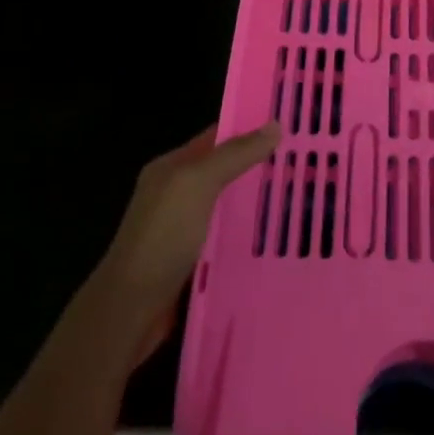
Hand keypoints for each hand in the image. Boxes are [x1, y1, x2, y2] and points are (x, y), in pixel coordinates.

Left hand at [87, 122, 279, 359]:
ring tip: (299, 198)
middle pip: (223, 172)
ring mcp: (181, 229)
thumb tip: (275, 124)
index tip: (289, 126)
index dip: (250, 128)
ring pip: (226, 206)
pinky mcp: (191, 262)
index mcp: (171, 168)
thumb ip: (236, 154)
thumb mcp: (199, 183)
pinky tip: (275, 238)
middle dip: (258, 167)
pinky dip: (246, 235)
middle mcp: (175, 194)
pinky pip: (225, 238)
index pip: (216, 137)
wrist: (130, 310)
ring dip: (255, 203)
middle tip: (304, 164)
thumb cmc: (163, 236)